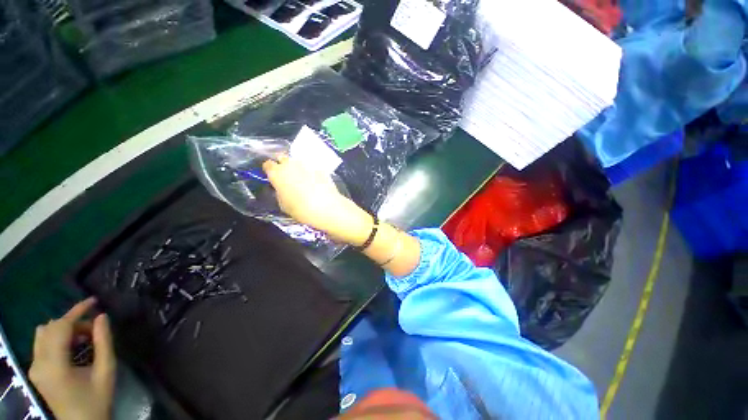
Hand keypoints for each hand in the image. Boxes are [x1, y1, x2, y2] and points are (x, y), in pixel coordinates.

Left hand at [30, 298, 115, 419]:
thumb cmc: (97, 399)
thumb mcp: (106, 370)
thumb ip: (104, 342)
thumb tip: (102, 317)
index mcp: (54, 365)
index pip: (60, 327)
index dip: (76, 311)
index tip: (94, 301)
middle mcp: (38, 363)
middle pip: (50, 328)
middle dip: (73, 322)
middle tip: (94, 330)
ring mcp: (34, 367)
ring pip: (43, 334)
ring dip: (64, 329)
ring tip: (83, 338)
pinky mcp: (35, 371)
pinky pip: (42, 344)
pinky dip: (57, 338)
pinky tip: (72, 347)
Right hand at [263, 155, 371, 242]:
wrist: (327, 207)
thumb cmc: (301, 210)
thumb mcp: (283, 205)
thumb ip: (280, 192)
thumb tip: (282, 188)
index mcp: (277, 173)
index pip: (268, 164)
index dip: (270, 169)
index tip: (273, 175)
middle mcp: (291, 164)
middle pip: (283, 158)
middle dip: (283, 164)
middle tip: (287, 175)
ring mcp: (307, 164)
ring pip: (298, 161)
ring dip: (298, 167)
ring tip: (303, 178)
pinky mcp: (321, 168)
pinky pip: (312, 167)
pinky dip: (312, 171)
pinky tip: (316, 181)